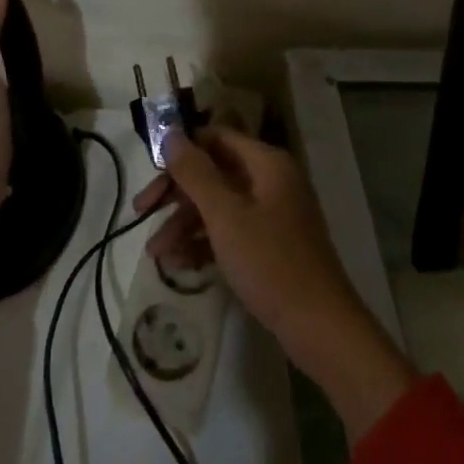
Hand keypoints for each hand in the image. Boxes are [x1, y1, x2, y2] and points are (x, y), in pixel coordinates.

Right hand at [135, 126, 416, 440]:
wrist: (321, 329)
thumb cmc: (270, 263)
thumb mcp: (225, 216)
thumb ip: (195, 172)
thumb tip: (171, 133)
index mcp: (266, 163)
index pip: (216, 137)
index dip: (182, 150)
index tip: (151, 172)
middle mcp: (270, 180)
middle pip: (214, 172)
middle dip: (177, 193)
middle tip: (142, 212)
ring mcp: (272, 214)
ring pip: (219, 205)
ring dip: (185, 223)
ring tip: (155, 253)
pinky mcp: (270, 245)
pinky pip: (230, 231)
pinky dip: (204, 243)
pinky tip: (179, 264)